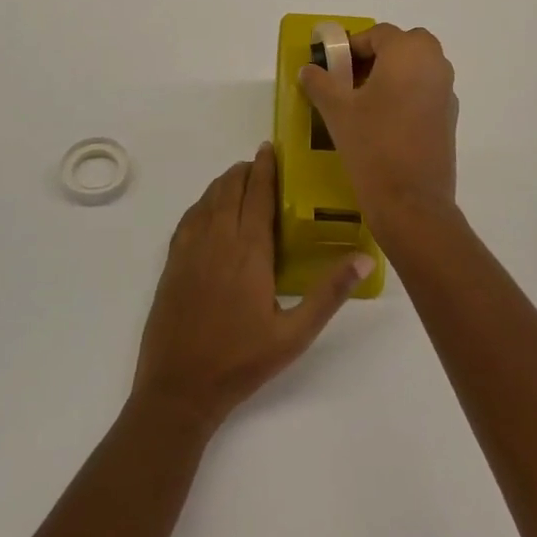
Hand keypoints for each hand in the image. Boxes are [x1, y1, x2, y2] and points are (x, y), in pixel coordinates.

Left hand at [133, 145, 370, 432]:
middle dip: (244, 171)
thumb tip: (364, 257)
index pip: (256, 195)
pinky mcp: (172, 265)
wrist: (179, 388)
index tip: (269, 148)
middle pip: (228, 190)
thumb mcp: (295, 334)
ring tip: (238, 179)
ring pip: (206, 201)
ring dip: (223, 183)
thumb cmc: (242, 362)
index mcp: (248, 252)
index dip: (264, 168)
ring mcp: (189, 251)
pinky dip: (202, 203)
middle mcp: (216, 240)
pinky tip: (208, 210)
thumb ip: (329, 293)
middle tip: (259, 163)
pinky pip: (187, 219)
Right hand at [298, 23, 459, 229]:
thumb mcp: (336, 111)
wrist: (410, 201)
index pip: (377, 34)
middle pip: (403, 45)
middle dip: (376, 56)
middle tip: (349, 80)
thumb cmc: (372, 145)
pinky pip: (425, 91)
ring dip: (392, 75)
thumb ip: (320, 82)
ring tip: (362, 102)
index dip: (351, 47)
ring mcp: (447, 92)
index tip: (332, 67)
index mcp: (408, 53)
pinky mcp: (449, 118)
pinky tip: (383, 122)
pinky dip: (405, 95)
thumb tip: (309, 70)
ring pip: (416, 68)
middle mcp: (435, 64)